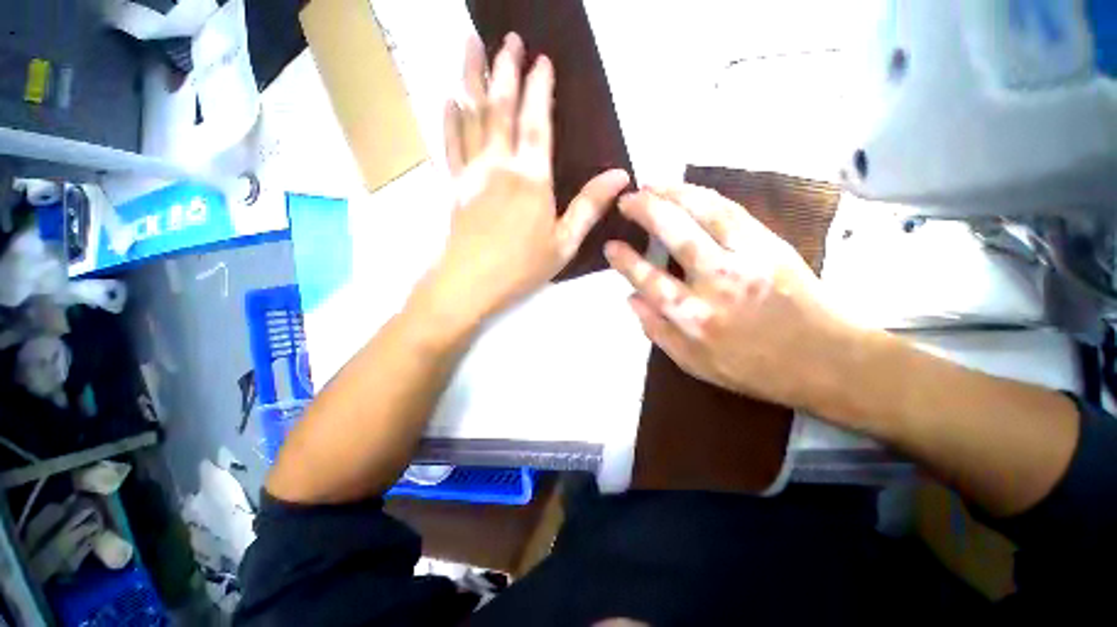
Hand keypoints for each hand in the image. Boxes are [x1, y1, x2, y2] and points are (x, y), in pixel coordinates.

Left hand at [424, 33, 629, 321]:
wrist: (471, 283)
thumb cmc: (522, 266)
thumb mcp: (565, 243)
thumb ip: (589, 207)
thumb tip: (620, 176)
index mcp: (531, 179)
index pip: (536, 123)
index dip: (538, 89)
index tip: (540, 60)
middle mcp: (500, 166)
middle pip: (500, 108)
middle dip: (505, 69)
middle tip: (507, 38)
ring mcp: (473, 173)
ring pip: (470, 116)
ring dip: (471, 78)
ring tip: (469, 44)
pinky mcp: (455, 185)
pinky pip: (451, 144)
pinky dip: (450, 119)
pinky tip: (449, 98)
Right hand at [604, 184, 860, 411]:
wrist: (824, 359)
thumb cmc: (753, 368)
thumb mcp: (694, 364)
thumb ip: (657, 332)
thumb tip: (631, 299)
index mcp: (693, 317)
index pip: (648, 279)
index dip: (625, 260)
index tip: (610, 245)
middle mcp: (716, 282)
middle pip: (675, 234)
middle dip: (646, 210)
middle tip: (627, 199)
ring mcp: (746, 258)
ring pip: (705, 213)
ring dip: (674, 193)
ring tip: (652, 183)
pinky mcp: (771, 244)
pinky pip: (733, 211)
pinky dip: (707, 195)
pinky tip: (689, 189)